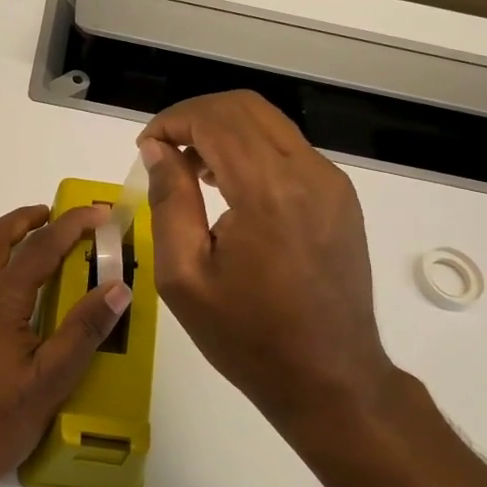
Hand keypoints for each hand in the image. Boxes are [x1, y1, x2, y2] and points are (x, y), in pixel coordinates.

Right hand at [139, 91, 427, 454]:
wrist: (330, 379)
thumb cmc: (247, 337)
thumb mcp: (184, 276)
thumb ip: (169, 201)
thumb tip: (158, 149)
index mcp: (268, 192)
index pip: (214, 120)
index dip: (171, 122)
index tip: (145, 148)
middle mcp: (308, 173)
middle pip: (245, 107)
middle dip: (195, 116)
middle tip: (162, 152)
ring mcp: (332, 183)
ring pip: (269, 123)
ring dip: (223, 130)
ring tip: (190, 170)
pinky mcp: (341, 197)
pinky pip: (289, 149)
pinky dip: (251, 149)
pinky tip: (229, 186)